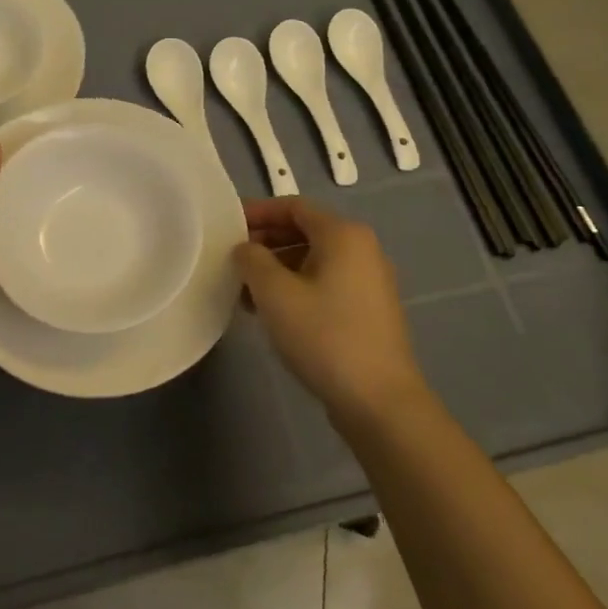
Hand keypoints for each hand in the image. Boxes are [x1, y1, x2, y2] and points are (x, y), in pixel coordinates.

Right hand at [235, 198, 425, 423]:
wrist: (380, 402)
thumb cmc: (324, 336)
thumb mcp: (275, 294)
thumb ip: (252, 260)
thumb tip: (246, 248)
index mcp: (343, 234)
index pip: (293, 206)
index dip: (258, 212)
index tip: (227, 227)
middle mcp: (362, 249)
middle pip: (305, 231)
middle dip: (266, 243)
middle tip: (232, 261)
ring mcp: (369, 281)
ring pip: (313, 260)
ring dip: (278, 269)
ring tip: (246, 293)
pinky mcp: (369, 310)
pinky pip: (326, 283)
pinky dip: (297, 288)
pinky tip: (273, 313)